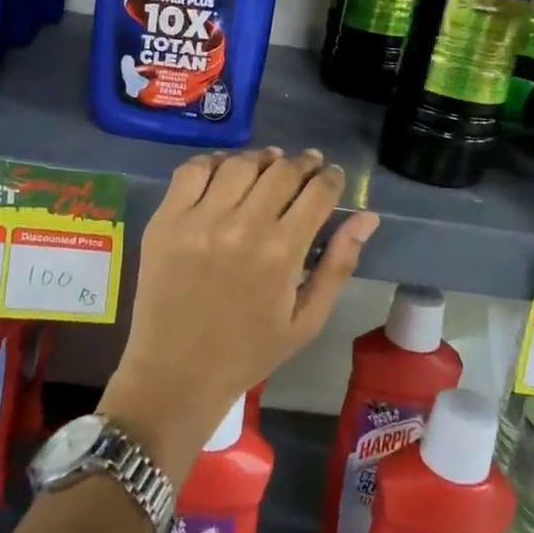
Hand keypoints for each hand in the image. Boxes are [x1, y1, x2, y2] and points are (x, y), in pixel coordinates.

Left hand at [100, 148, 379, 481]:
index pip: (317, 193)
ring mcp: (199, 220)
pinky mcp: (166, 220)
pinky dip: (215, 162)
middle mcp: (242, 226)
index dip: (331, 177)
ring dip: (262, 159)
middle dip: (303, 164)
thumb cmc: (249, 351)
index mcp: (281, 252)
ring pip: (240, 164)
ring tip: (271, 163)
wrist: (176, 374)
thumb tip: (368, 218)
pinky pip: (192, 170)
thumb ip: (338, 264)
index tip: (332, 175)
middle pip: (282, 171)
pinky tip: (227, 170)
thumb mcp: (307, 320)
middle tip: (308, 166)